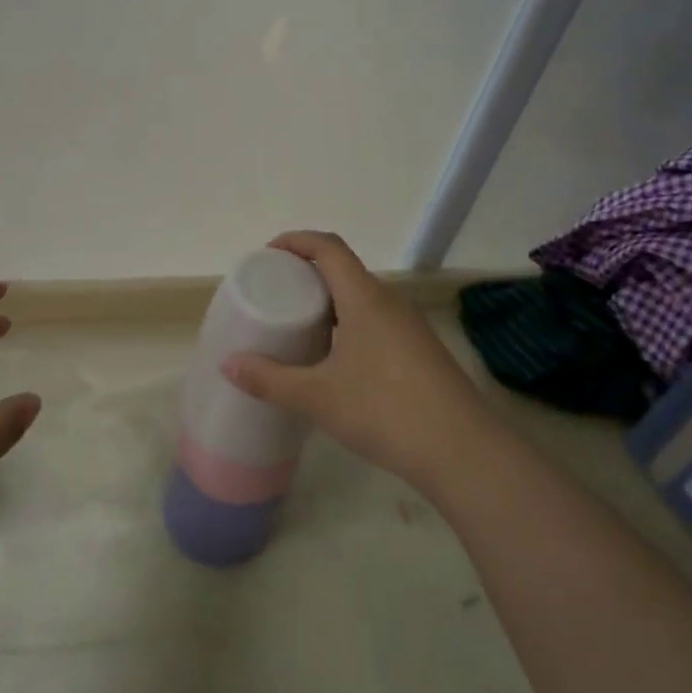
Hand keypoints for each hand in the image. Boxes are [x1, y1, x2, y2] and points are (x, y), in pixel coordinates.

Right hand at [221, 232, 495, 495]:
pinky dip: (348, 325)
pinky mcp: (420, 352)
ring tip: (299, 326)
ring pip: (362, 298)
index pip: (328, 247)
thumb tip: (229, 364)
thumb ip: (270, 379)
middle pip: (344, 270)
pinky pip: (376, 322)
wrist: (462, 451)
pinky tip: (334, 360)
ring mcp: (409, 327)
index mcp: (364, 298)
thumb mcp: (317, 396)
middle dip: (307, 274)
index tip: (267, 254)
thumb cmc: (384, 411)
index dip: (296, 241)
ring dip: (329, 302)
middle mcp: (390, 302)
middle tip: (275, 294)